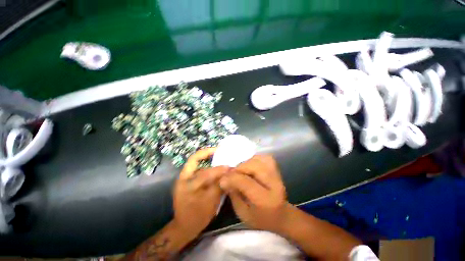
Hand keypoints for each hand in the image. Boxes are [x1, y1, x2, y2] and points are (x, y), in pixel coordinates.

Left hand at [173, 148, 228, 237]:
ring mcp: (185, 178)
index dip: (218, 169)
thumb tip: (228, 173)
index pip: (205, 172)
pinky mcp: (188, 180)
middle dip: (207, 153)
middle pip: (195, 159)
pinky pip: (198, 168)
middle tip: (219, 150)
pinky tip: (214, 166)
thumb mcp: (210, 203)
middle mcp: (184, 178)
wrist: (184, 226)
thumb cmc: (197, 217)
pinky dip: (206, 164)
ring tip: (219, 156)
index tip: (228, 166)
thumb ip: (219, 186)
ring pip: (197, 163)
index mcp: (188, 185)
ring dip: (207, 158)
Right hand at [219, 155, 289, 232]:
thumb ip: (233, 195)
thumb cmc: (260, 219)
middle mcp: (275, 185)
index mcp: (266, 201)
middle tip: (232, 175)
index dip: (231, 179)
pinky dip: (254, 159)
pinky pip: (264, 158)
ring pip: (259, 160)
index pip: (246, 182)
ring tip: (241, 171)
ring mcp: (278, 175)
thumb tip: (224, 179)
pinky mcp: (277, 169)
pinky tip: (249, 166)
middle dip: (239, 169)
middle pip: (254, 167)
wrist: (282, 216)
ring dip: (246, 163)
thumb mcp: (243, 213)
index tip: (222, 180)